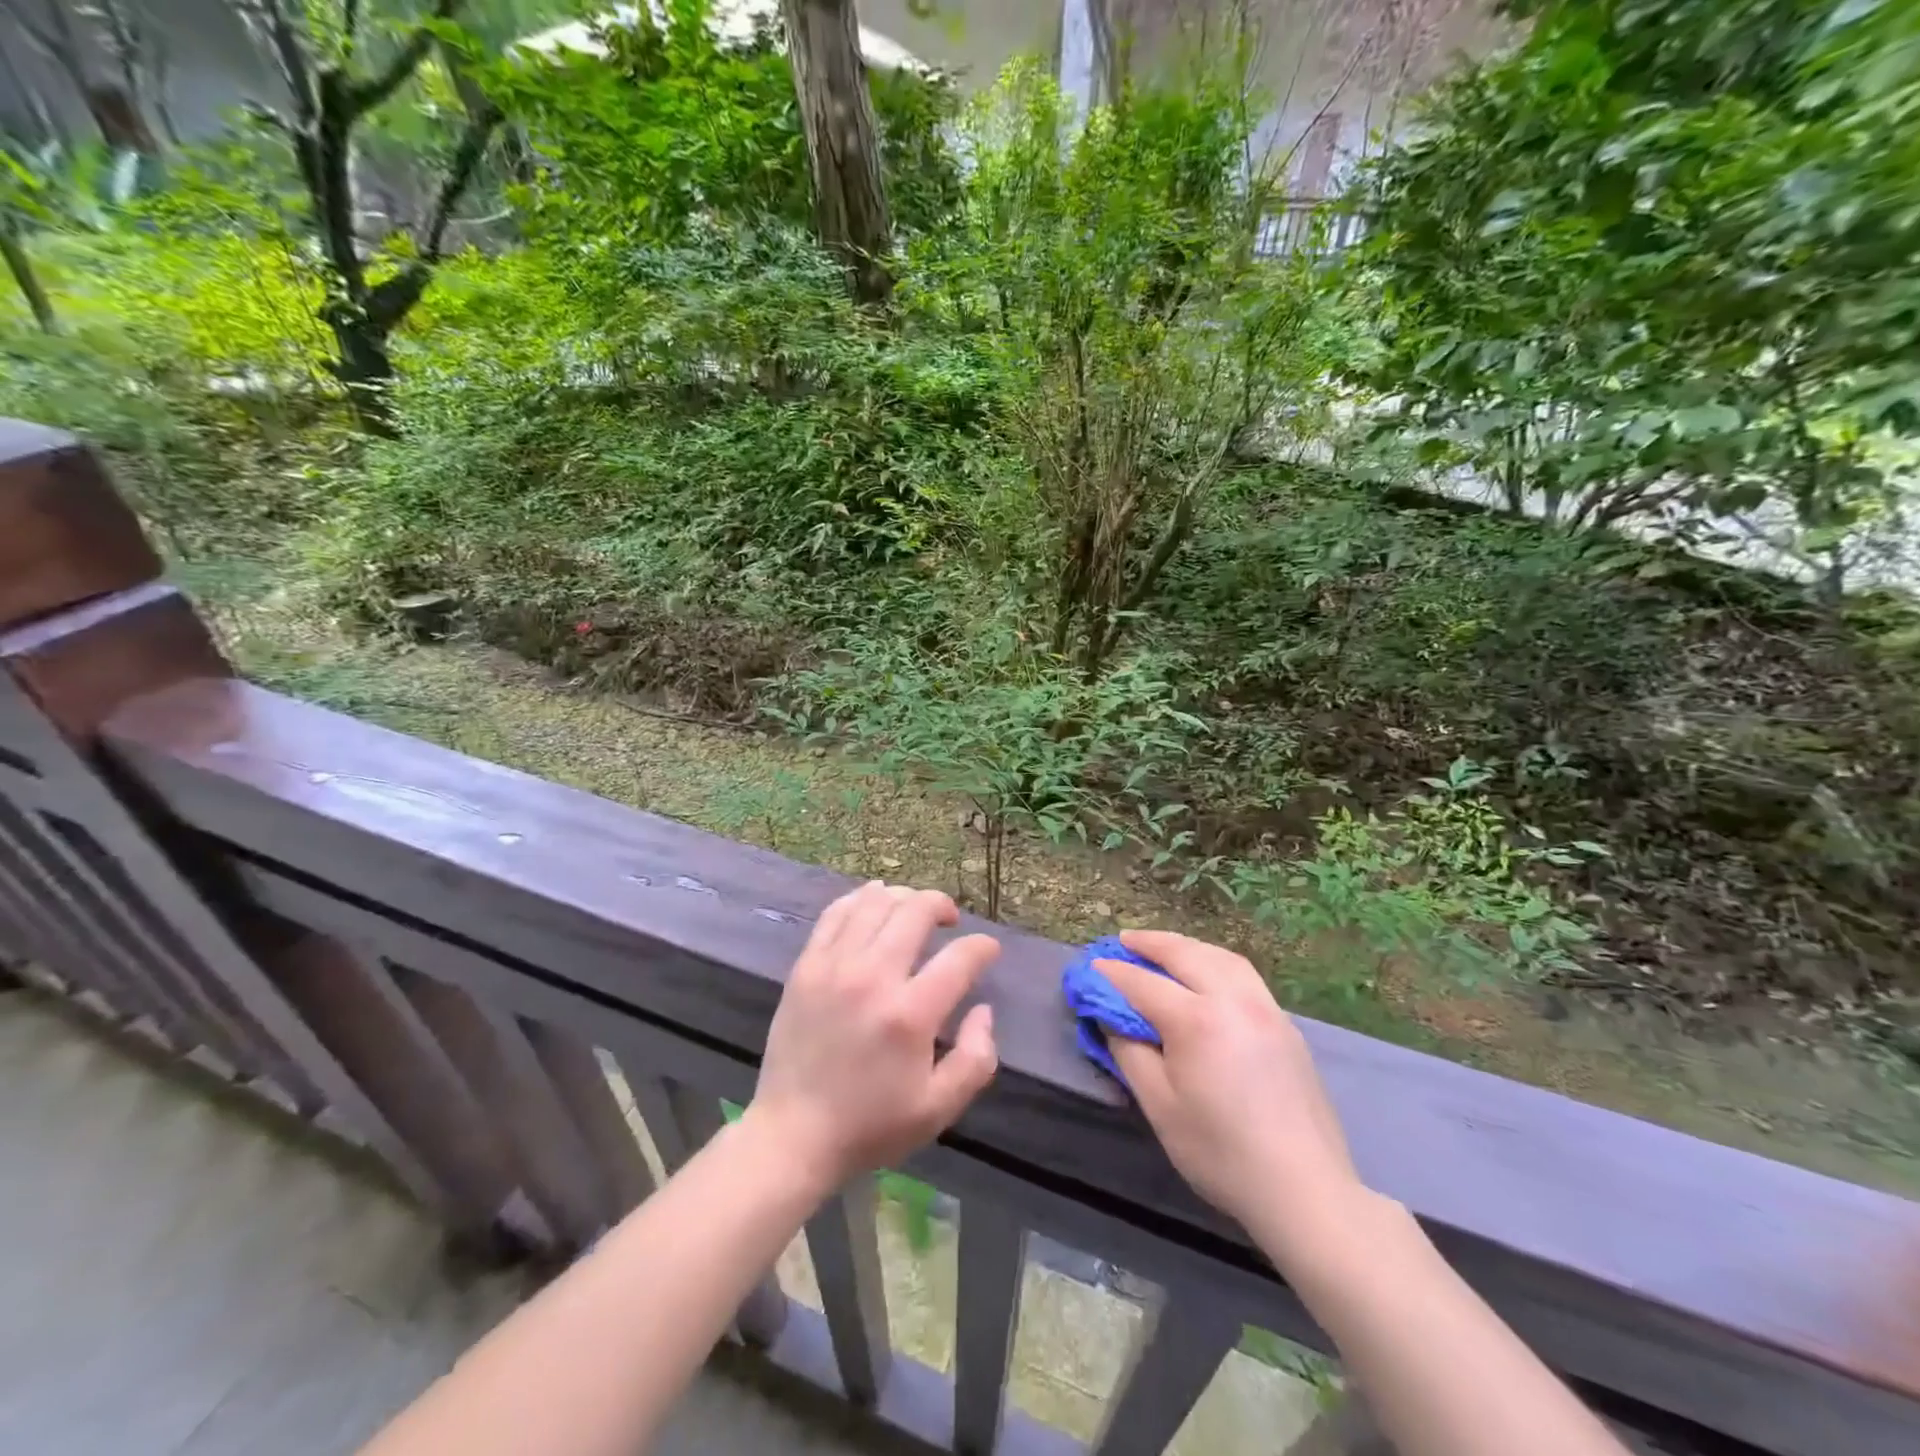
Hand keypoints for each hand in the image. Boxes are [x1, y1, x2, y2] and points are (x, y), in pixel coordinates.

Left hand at [745, 881, 999, 1192]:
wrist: (793, 1135)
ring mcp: (834, 967)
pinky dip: (860, 898)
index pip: (959, 957)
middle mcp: (872, 978)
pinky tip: (874, 902)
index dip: (982, 947)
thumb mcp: (939, 1108)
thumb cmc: (871, 1126)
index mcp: (910, 1015)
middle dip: (942, 906)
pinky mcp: (806, 967)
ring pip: (875, 902)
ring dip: (903, 897)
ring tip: (914, 910)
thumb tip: (984, 1010)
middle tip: (950, 920)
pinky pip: (836, 913)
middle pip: (915, 911)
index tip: (987, 951)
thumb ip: (976, 1058)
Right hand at [1097, 930, 1363, 1249]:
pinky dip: (1215, 961)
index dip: (1113, 974)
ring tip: (1163, 948)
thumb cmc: (1220, 1152)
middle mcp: (1234, 1000)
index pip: (1143, 984)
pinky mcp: (1286, 1024)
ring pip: (1220, 956)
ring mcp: (1266, 1008)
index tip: (1091, 967)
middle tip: (1123, 940)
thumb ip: (1129, 1052)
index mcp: (1198, 1020)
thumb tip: (1110, 1017)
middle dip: (1150, 943)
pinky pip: (1243, 974)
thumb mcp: (1159, 1106)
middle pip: (1185, 954)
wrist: (1304, 1189)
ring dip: (1186, 946)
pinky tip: (1206, 972)